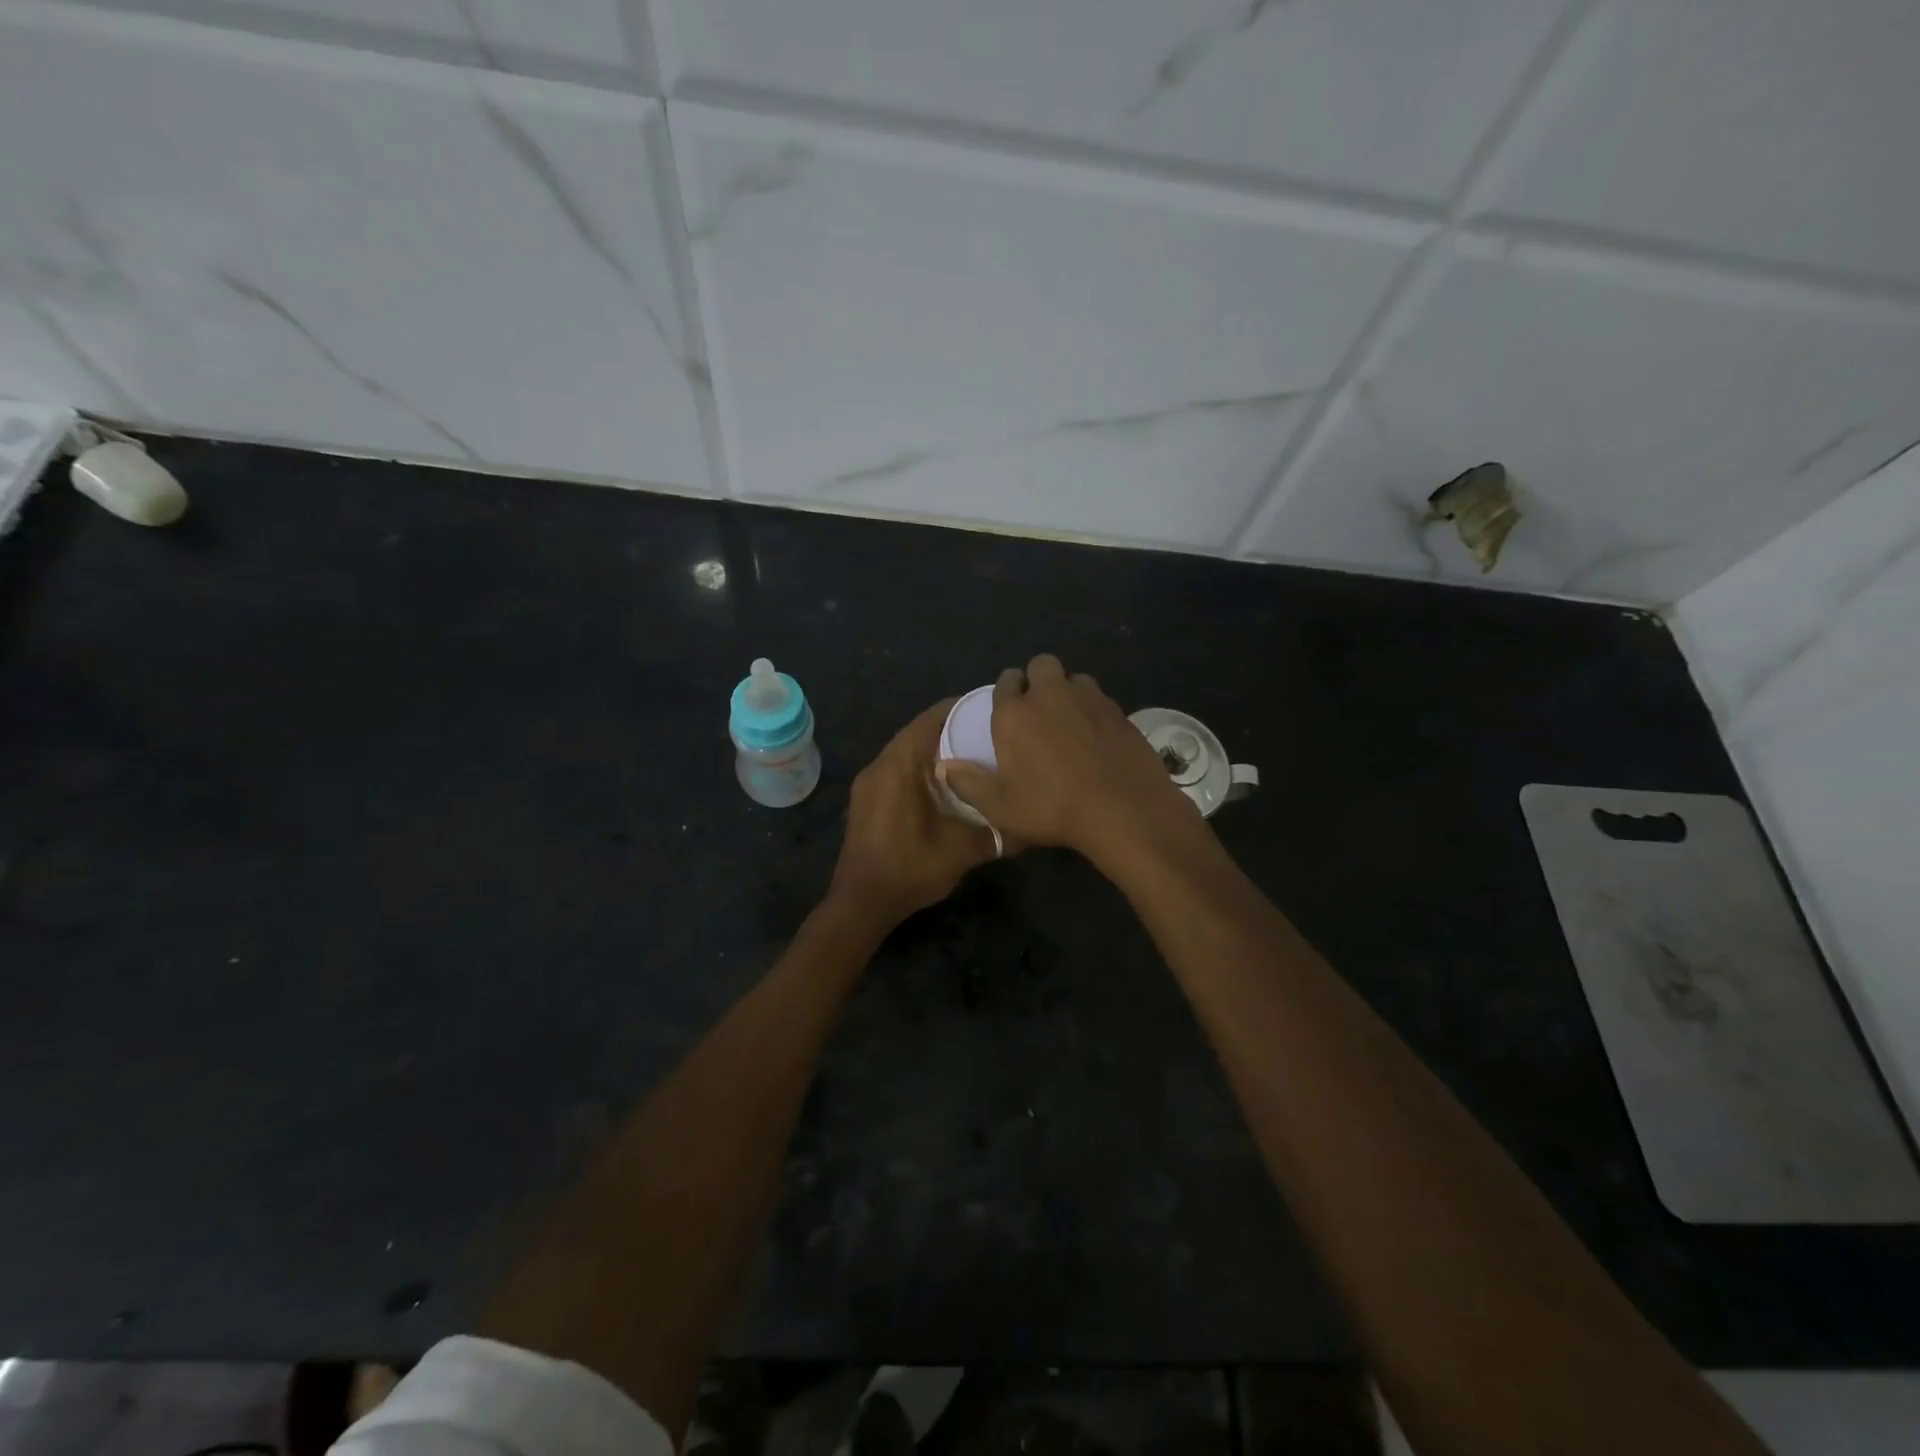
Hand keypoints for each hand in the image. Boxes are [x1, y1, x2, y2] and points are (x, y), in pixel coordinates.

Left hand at [829, 699, 1000, 927]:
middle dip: (953, 730)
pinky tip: (945, 787)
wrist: (861, 903)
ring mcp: (869, 782)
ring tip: (972, 759)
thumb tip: (1029, 825)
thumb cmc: (910, 868)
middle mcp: (880, 764)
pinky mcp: (866, 799)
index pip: (932, 718)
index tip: (992, 712)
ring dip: (935, 751)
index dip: (962, 709)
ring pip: (906, 751)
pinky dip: (921, 768)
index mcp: (900, 765)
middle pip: (918, 731)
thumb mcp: (962, 851)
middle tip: (988, 736)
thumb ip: (997, 833)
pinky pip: (897, 769)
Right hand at [936, 653, 1196, 862]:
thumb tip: (942, 767)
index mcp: (1015, 713)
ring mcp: (1090, 699)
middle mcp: (1051, 695)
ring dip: (1069, 691)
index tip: (1009, 708)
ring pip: (1075, 678)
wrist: (1123, 810)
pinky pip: (1101, 699)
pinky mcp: (1119, 711)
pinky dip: (1094, 710)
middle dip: (1038, 679)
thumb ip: (968, 783)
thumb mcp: (1000, 807)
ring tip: (1070, 721)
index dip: (1007, 690)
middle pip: (1042, 665)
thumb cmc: (1052, 809)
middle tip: (1039, 710)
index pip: (1006, 681)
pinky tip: (1097, 738)